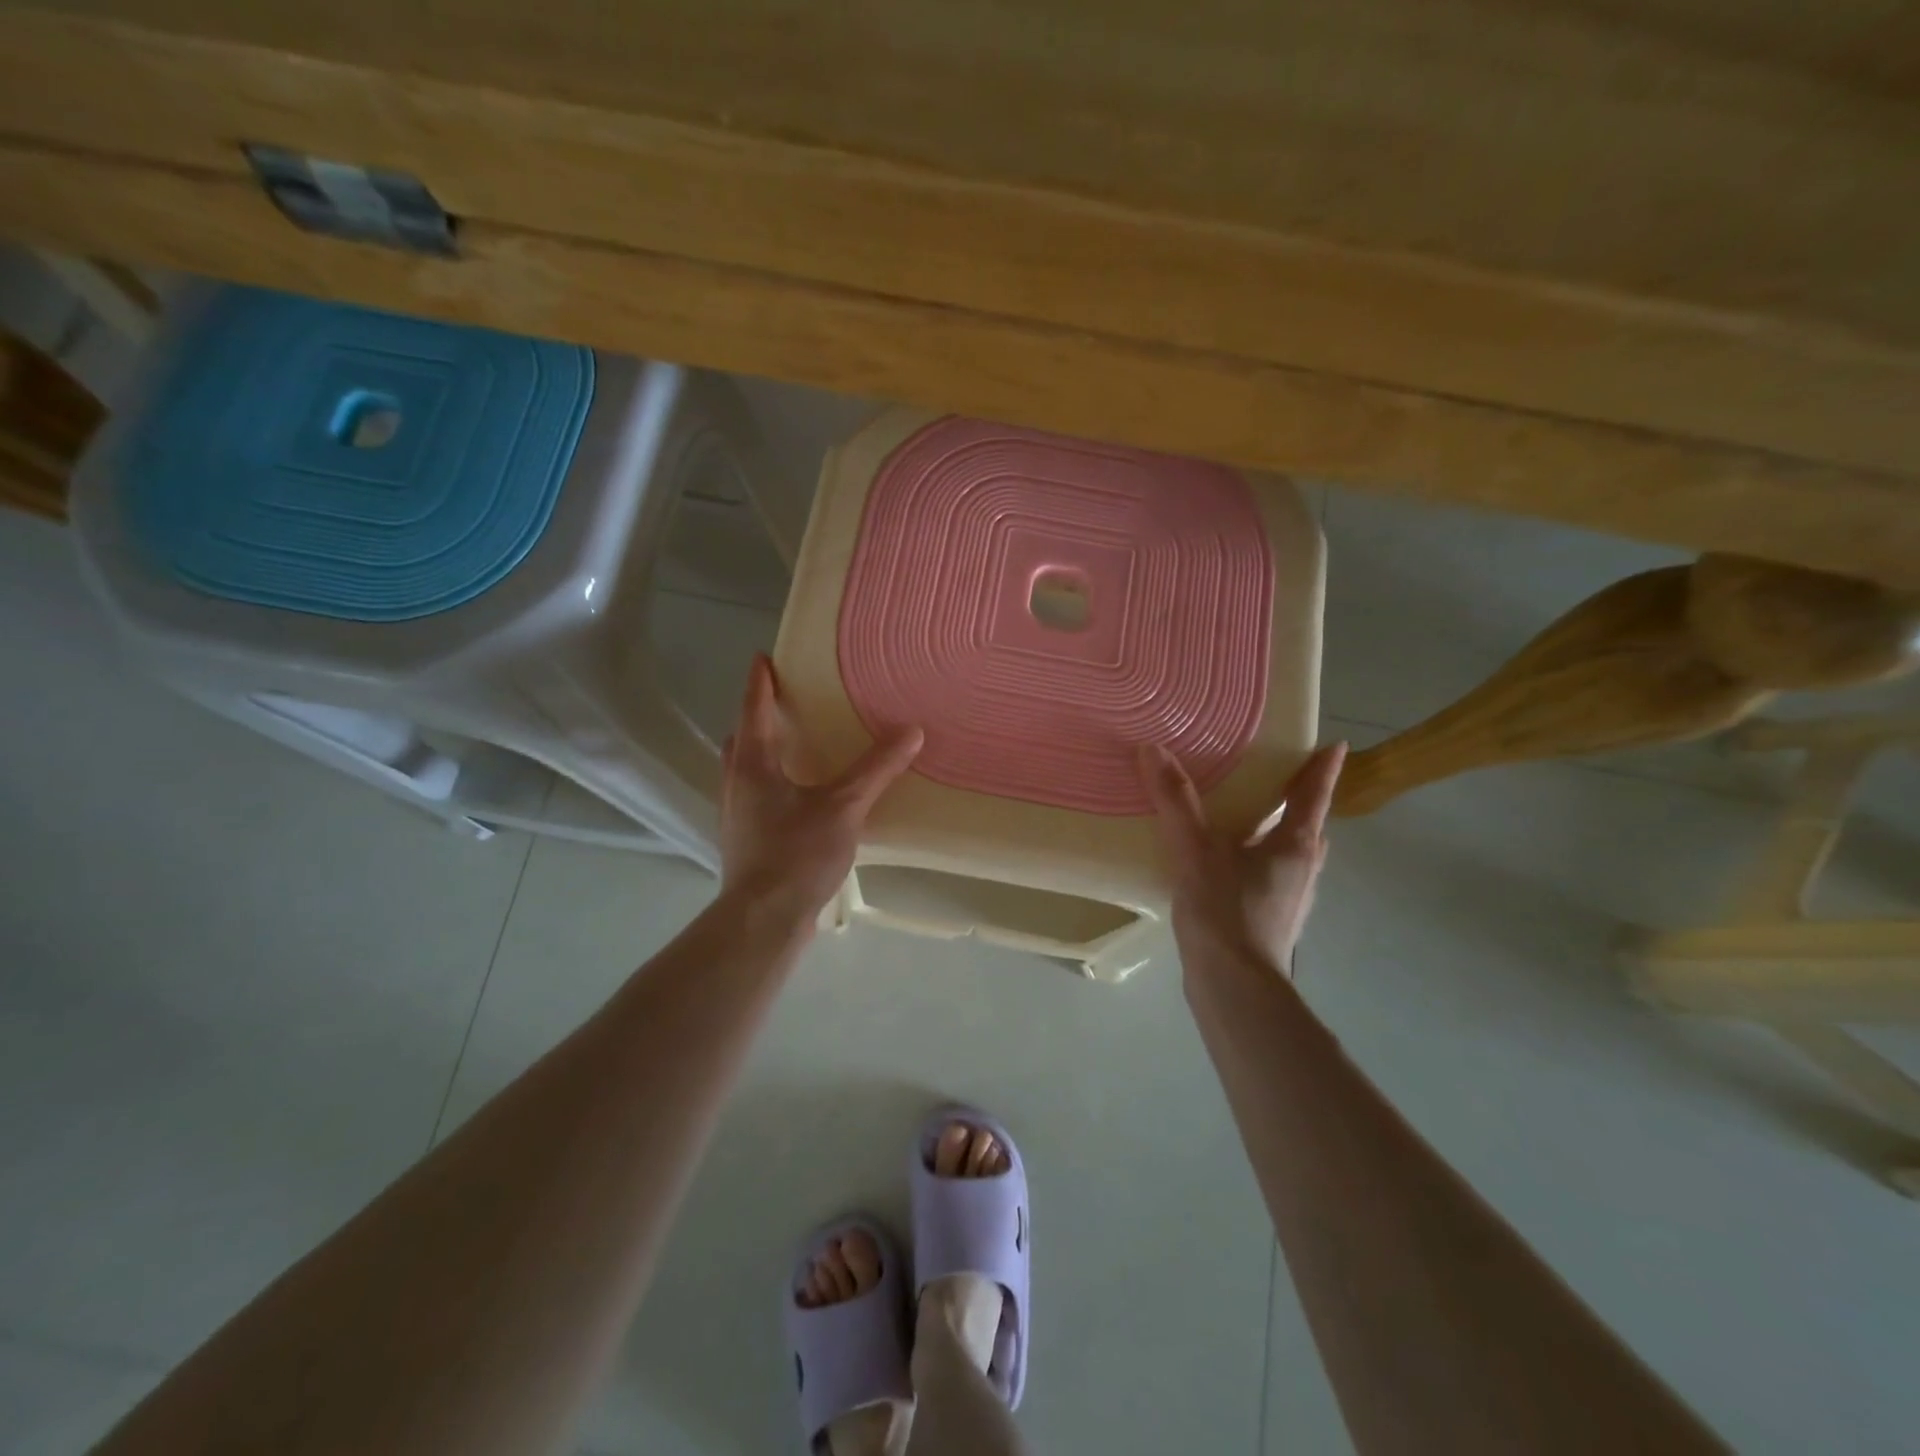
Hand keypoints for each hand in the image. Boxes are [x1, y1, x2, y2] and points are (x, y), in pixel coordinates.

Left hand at [719, 654, 923, 921]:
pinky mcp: (744, 838)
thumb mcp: (844, 807)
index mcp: (753, 763)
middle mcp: (736, 781)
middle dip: (759, 715)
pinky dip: (771, 780)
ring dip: (763, 749)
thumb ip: (877, 769)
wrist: (762, 920)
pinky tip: (798, 796)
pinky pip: (755, 793)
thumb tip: (912, 731)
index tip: (762, 657)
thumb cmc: (797, 854)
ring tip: (794, 745)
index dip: (760, 681)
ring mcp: (736, 812)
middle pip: (742, 737)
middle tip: (785, 702)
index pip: (753, 708)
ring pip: (745, 767)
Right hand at [1139, 742, 1346, 972]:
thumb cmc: (1227, 911)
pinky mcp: (1270, 921)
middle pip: (1308, 825)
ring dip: (1276, 833)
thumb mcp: (1195, 850)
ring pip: (1289, 854)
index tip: (1336, 745)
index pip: (1314, 795)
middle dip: (1299, 801)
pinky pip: (1267, 876)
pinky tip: (1223, 866)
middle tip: (1278, 777)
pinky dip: (1254, 860)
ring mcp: (1289, 899)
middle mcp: (1303, 869)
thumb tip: (1153, 749)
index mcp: (1296, 845)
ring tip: (1247, 818)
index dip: (1323, 768)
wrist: (1234, 987)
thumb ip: (1175, 800)